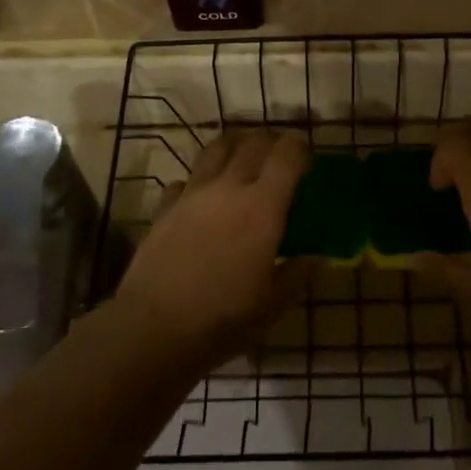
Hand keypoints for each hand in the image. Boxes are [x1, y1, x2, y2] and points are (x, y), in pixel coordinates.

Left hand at [116, 129, 309, 363]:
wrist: (155, 327)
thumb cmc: (224, 316)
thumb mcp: (274, 302)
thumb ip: (298, 273)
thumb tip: (315, 257)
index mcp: (263, 205)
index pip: (287, 154)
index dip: (301, 150)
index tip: (308, 162)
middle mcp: (228, 186)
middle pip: (253, 142)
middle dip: (271, 143)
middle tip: (279, 160)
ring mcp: (192, 193)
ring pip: (216, 148)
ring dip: (235, 147)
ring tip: (242, 162)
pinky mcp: (164, 207)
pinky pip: (183, 181)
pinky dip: (196, 183)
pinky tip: (201, 200)